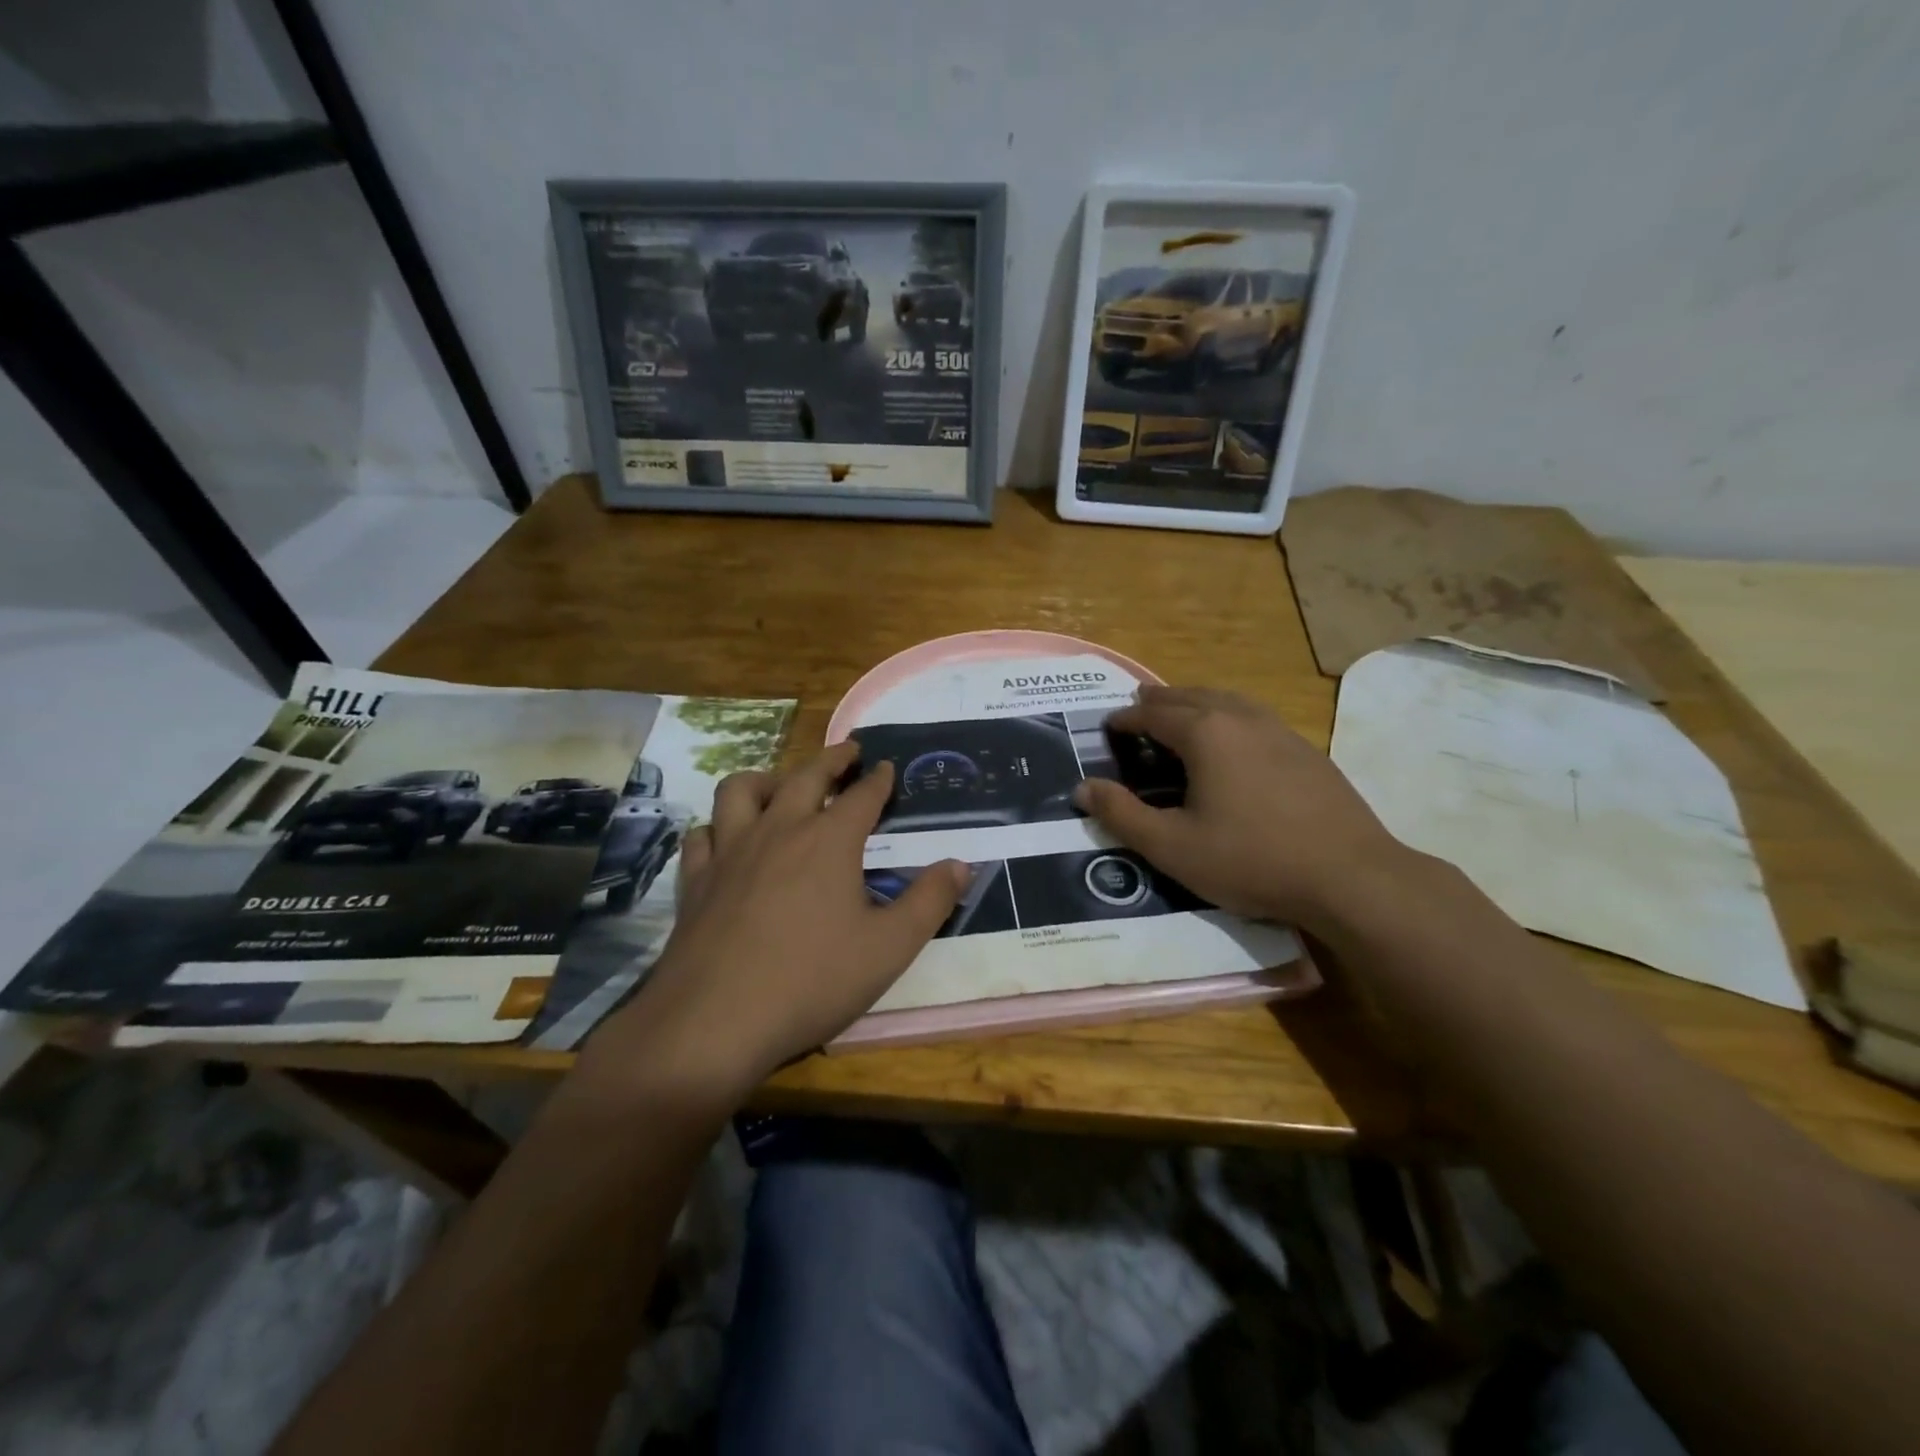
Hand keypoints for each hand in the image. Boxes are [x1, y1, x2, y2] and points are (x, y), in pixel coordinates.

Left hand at [585, 742, 967, 1099]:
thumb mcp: (890, 948)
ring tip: (782, 787)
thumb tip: (961, 864)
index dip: (878, 779)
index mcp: (829, 841)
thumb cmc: (812, 982)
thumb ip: (930, 901)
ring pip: (741, 790)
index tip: (887, 766)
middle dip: (831, 759)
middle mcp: (779, 831)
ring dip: (767, 779)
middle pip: (805, 776)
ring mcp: (730, 852)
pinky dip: (719, 827)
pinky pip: (704, 834)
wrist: (714, 1022)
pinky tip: (727, 841)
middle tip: (848, 751)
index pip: (861, 796)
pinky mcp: (696, 879)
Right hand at [1073, 685, 1406, 927]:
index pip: (1153, 713)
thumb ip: (1122, 814)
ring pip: (1227, 700)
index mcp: (1205, 733)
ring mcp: (1280, 730)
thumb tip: (1083, 788)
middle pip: (1190, 696)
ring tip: (1181, 713)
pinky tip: (1233, 741)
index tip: (1108, 727)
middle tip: (1138, 709)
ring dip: (1196, 702)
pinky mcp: (1306, 750)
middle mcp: (1241, 718)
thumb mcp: (1172, 846)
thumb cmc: (1251, 859)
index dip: (1125, 718)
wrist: (1351, 876)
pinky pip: (1254, 717)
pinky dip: (1228, 716)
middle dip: (1159, 701)